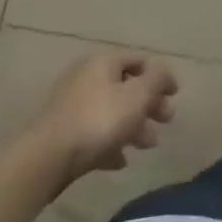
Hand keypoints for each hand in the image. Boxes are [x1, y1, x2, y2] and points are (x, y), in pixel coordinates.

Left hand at [34, 52, 177, 185]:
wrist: (45, 160)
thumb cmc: (99, 120)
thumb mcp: (138, 95)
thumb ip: (157, 79)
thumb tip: (163, 72)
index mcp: (103, 62)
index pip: (139, 60)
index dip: (161, 75)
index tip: (175, 95)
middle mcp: (85, 78)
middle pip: (126, 87)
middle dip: (149, 104)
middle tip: (166, 120)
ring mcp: (70, 106)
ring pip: (111, 112)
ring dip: (133, 126)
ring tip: (148, 145)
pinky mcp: (62, 133)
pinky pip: (94, 134)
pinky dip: (111, 143)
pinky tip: (121, 161)